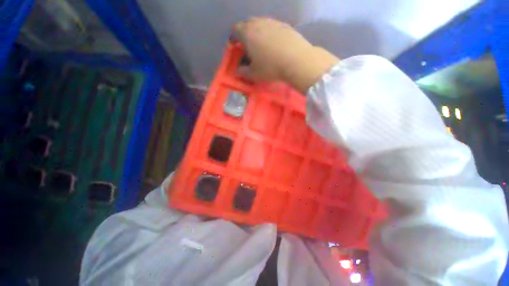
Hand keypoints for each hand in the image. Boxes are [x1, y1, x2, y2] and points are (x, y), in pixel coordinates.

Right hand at [232, 17, 338, 92]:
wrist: (296, 60)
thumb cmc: (270, 68)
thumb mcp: (254, 74)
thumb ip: (243, 72)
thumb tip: (238, 71)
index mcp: (247, 33)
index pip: (235, 30)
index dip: (233, 37)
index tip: (235, 45)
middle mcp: (259, 23)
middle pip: (247, 24)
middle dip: (245, 34)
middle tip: (248, 46)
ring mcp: (273, 22)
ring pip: (261, 24)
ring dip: (258, 33)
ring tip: (262, 45)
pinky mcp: (285, 25)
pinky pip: (273, 27)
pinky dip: (270, 33)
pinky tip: (275, 44)